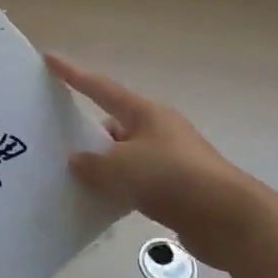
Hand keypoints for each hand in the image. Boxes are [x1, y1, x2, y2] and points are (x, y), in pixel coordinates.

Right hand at [46, 54, 258, 270]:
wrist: (226, 217)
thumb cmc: (171, 178)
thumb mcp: (121, 168)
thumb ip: (92, 164)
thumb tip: (78, 161)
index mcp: (145, 113)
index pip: (100, 88)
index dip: (73, 74)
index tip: (50, 59)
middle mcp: (158, 130)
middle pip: (113, 125)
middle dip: (87, 135)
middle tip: (55, 145)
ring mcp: (169, 159)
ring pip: (124, 157)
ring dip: (104, 167)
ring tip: (73, 180)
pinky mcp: (176, 188)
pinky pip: (137, 182)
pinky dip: (119, 189)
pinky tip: (102, 203)